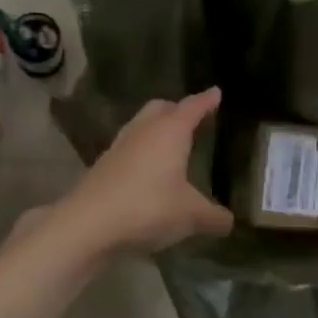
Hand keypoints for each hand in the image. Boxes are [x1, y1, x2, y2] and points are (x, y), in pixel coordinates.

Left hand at [54, 89, 233, 255]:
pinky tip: (149, 172)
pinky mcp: (103, 167)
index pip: (192, 107)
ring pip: (141, 126)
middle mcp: (143, 131)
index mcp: (170, 131)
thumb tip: (229, 221)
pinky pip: (129, 149)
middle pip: (161, 108)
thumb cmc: (148, 208)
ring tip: (170, 145)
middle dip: (177, 109)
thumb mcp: (190, 216)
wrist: (88, 224)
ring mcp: (119, 147)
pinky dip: (142, 153)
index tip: (216, 92)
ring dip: (156, 130)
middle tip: (192, 117)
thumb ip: (213, 216)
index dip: (206, 100)